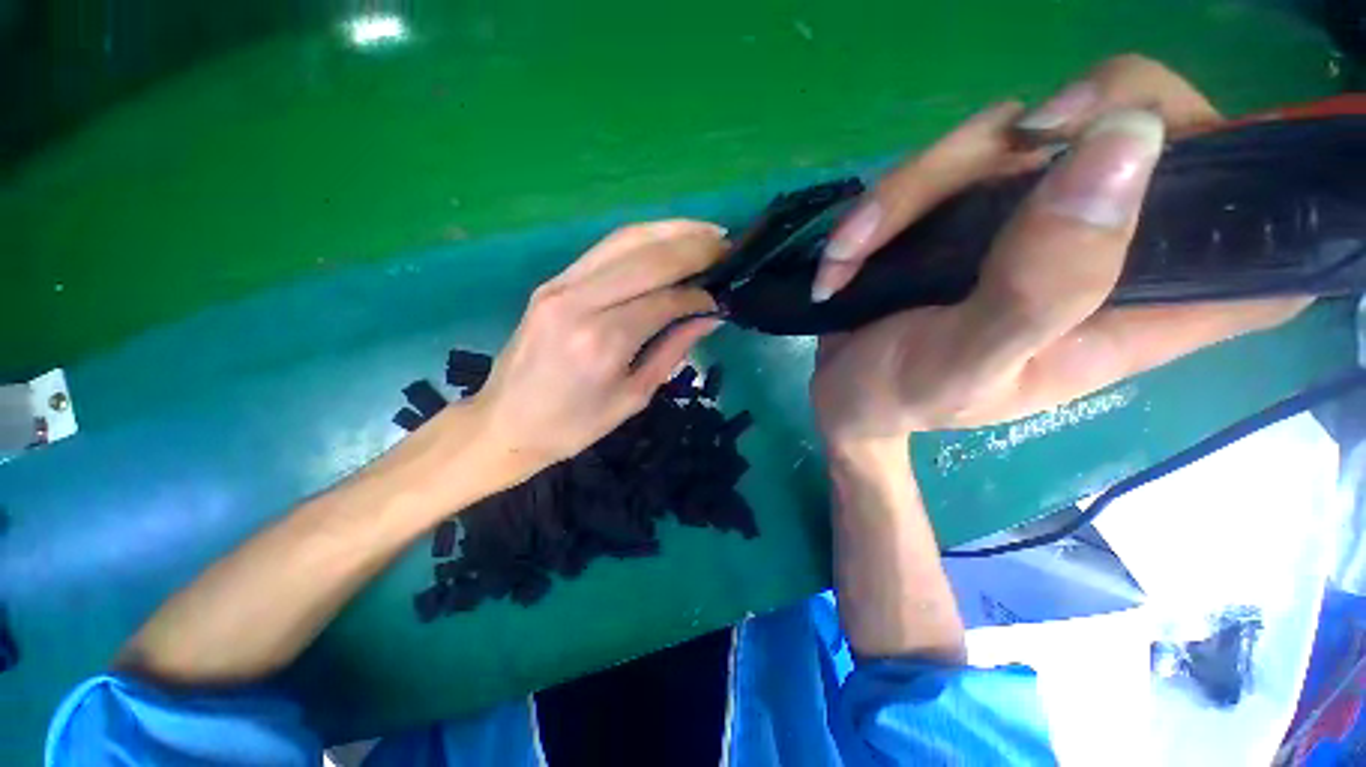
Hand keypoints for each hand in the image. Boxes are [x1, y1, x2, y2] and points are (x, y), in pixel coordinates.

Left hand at [470, 221, 724, 476]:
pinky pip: (605, 248)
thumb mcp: (633, 397)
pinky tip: (667, 238)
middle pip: (648, 258)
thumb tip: (710, 317)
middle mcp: (580, 302)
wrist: (505, 422)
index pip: (665, 300)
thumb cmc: (573, 425)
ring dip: (672, 230)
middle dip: (694, 247)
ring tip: (706, 232)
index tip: (721, 298)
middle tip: (727, 246)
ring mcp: (560, 285)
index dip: (699, 295)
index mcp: (603, 342)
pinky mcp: (552, 281)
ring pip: (626, 240)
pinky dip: (642, 238)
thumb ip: (673, 350)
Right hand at [811, 55, 1308, 447]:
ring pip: (1015, 134)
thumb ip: (1040, 286)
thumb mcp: (960, 366)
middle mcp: (1091, 255)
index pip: (1253, 241)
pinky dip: (882, 203)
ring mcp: (1022, 224)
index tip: (1194, 151)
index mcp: (1128, 315)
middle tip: (1012, 142)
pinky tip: (843, 256)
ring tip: (850, 253)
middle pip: (1139, 131)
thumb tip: (1126, 143)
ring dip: (912, 189)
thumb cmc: (896, 398)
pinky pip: (943, 165)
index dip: (1260, 182)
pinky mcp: (962, 214)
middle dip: (1071, 120)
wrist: (840, 393)